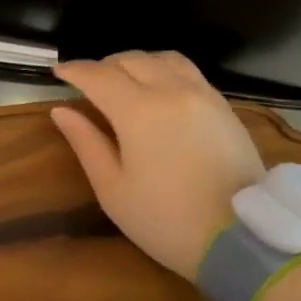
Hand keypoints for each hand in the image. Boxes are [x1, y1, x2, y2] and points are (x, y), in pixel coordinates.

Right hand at [51, 52, 263, 280]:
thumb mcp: (113, 190)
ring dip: (136, 63)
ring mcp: (202, 95)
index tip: (58, 72)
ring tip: (124, 80)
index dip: (75, 70)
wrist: (241, 241)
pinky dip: (164, 69)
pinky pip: (188, 71)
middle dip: (103, 66)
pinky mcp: (223, 106)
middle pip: (130, 60)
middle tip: (88, 82)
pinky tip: (159, 89)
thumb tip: (61, 111)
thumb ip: (86, 144)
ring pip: (162, 59)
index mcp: (138, 111)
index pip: (98, 75)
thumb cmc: (167, 220)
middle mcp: (171, 91)